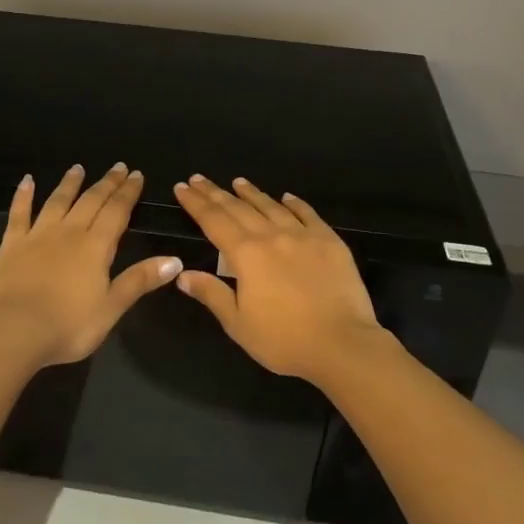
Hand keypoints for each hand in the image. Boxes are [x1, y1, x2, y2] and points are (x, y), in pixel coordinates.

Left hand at [0, 163, 182, 367]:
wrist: (14, 330)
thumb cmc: (68, 325)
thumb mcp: (112, 307)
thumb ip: (140, 280)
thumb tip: (175, 260)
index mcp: (96, 247)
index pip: (117, 212)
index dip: (128, 193)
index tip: (136, 175)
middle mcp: (69, 232)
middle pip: (91, 201)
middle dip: (106, 183)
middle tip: (118, 167)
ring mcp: (38, 235)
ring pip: (57, 201)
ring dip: (70, 183)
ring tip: (78, 168)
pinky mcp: (11, 244)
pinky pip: (19, 213)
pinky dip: (23, 196)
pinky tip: (27, 181)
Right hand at [172, 175, 396, 386]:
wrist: (342, 344)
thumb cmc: (283, 339)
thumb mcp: (238, 324)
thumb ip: (211, 294)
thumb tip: (182, 274)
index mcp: (246, 254)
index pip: (214, 221)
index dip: (196, 203)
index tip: (182, 187)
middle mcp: (272, 236)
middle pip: (238, 208)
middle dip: (216, 193)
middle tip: (199, 179)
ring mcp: (304, 236)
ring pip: (272, 206)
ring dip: (252, 193)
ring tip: (238, 182)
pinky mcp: (330, 242)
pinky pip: (308, 214)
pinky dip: (294, 203)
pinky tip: (286, 197)